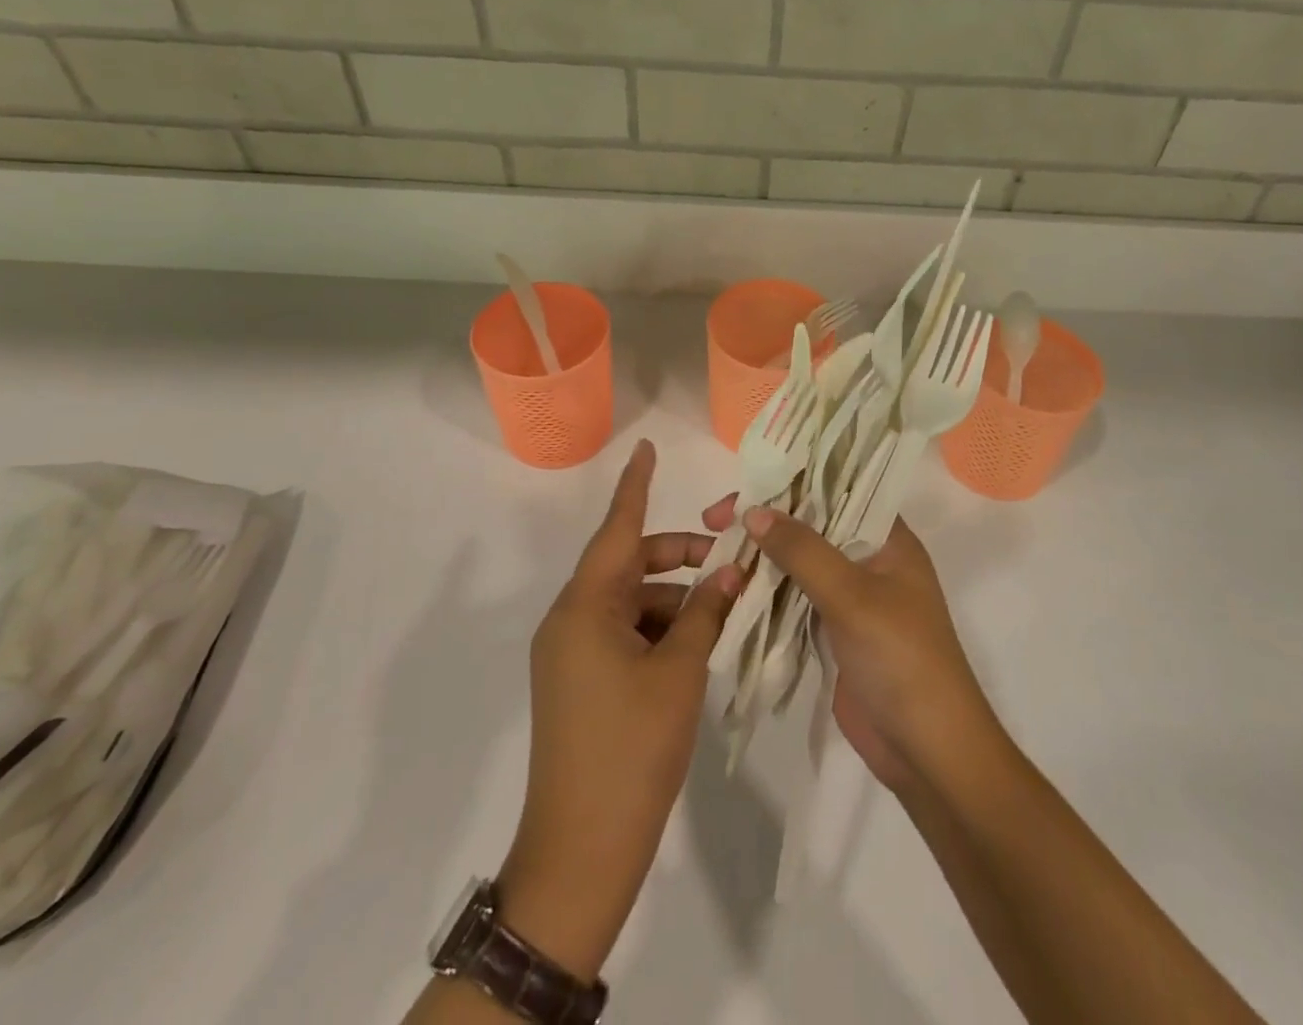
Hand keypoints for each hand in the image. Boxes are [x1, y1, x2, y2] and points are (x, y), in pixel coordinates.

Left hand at [498, 441, 742, 980]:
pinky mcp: (578, 683)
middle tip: (729, 562)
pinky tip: (695, 649)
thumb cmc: (632, 749)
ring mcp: (571, 654)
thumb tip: (732, 570)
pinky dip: (659, 631)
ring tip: (723, 615)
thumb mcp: (679, 673)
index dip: (636, 487)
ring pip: (630, 603)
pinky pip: (623, 634)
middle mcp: (570, 620)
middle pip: (628, 566)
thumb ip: (706, 612)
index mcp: (585, 608)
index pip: (617, 530)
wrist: (580, 855)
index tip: (648, 449)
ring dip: (675, 601)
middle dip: (679, 558)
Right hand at [701, 498, 998, 795]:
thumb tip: (754, 511)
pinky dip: (766, 592)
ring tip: (713, 551)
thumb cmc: (901, 659)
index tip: (744, 486)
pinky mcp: (834, 631)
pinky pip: (794, 599)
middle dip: (766, 521)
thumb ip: (803, 551)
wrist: (928, 752)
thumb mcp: (853, 596)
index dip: (791, 482)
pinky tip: (731, 588)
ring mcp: (852, 597)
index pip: (837, 490)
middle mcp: (870, 559)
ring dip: (761, 557)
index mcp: (889, 539)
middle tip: (714, 522)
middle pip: (811, 526)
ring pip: (799, 563)